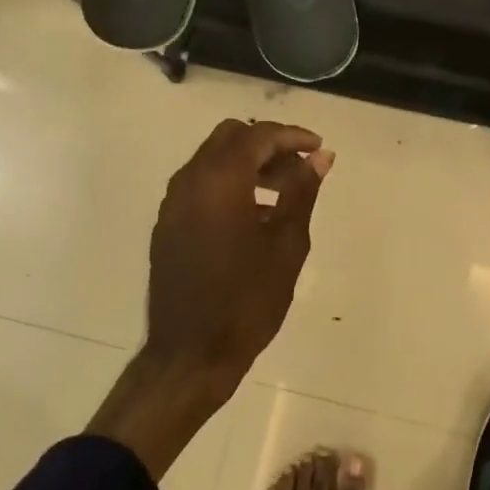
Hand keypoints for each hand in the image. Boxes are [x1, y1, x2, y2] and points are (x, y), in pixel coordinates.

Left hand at [146, 118, 331, 381]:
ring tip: (282, 195)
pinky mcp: (167, 225)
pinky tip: (254, 217)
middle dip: (268, 145)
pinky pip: (200, 186)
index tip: (319, 149)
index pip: (258, 135)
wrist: (191, 353)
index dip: (292, 136)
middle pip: (230, 138)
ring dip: (248, 165)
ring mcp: (173, 203)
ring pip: (212, 160)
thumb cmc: (247, 299)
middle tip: (299, 170)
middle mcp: (190, 181)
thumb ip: (302, 192)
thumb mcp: (287, 244)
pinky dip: (228, 184)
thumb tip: (321, 157)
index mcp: (220, 180)